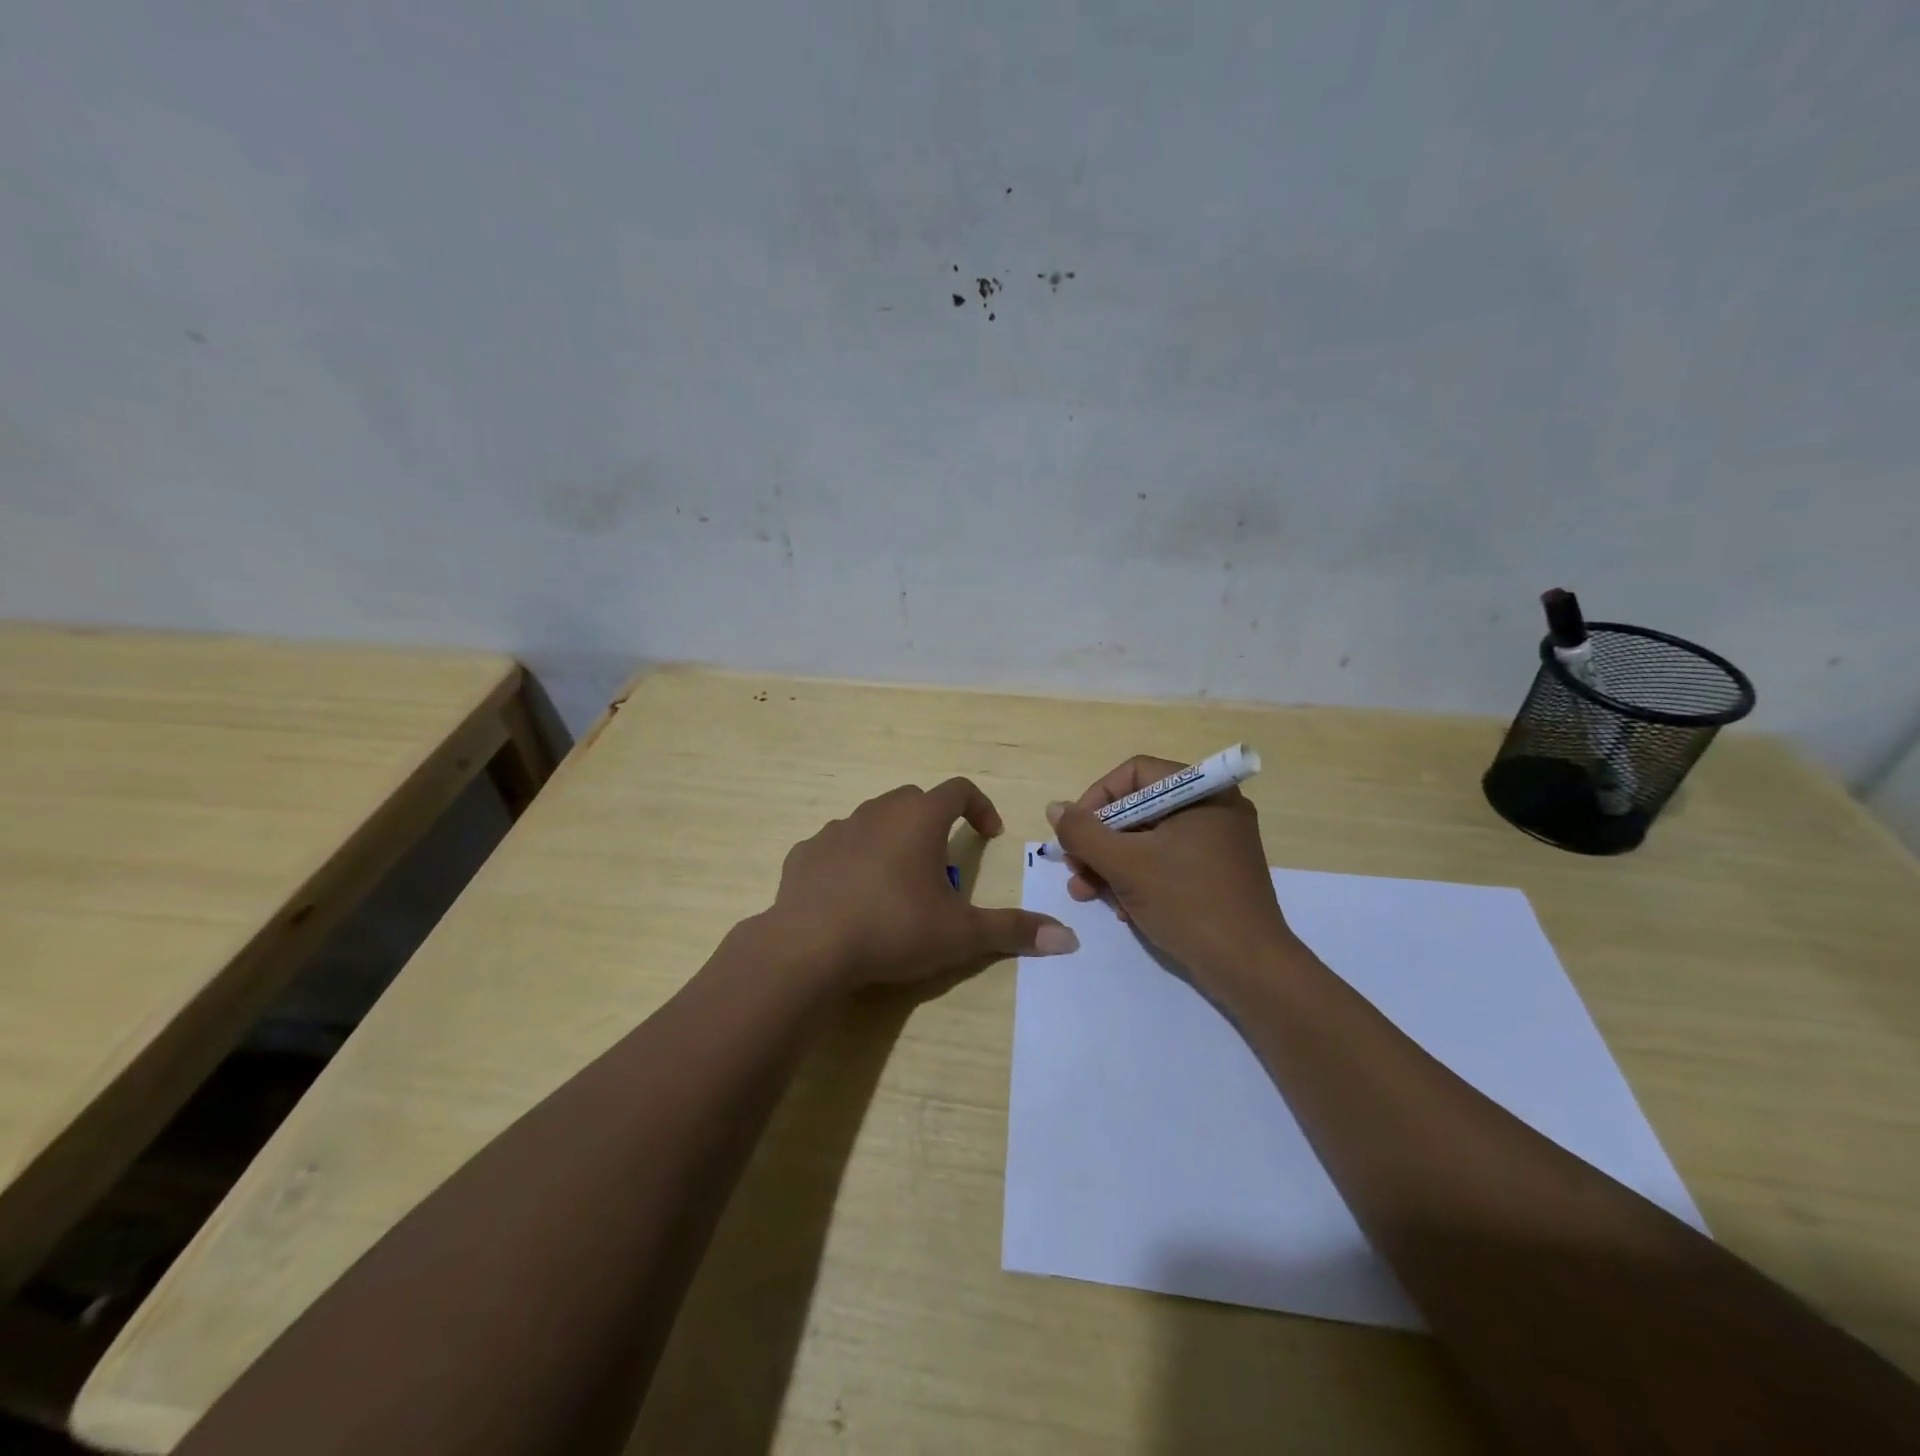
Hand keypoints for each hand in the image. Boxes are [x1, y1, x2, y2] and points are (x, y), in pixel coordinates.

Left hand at [766, 778, 1077, 990]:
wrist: (808, 947)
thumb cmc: (894, 928)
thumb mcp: (961, 934)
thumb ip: (1013, 930)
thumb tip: (1068, 939)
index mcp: (919, 818)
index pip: (959, 789)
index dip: (980, 807)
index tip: (989, 835)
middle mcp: (878, 811)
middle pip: (915, 801)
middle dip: (935, 824)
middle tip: (943, 866)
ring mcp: (836, 829)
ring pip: (873, 821)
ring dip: (892, 840)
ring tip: (897, 883)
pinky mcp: (805, 853)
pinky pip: (837, 847)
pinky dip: (852, 860)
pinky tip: (852, 896)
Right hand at [1048, 755, 1295, 990]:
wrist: (1250, 968)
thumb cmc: (1188, 903)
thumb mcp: (1126, 865)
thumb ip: (1084, 833)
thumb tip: (1055, 808)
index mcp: (1201, 792)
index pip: (1134, 774)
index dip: (1096, 799)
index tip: (1074, 833)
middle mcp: (1213, 808)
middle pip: (1139, 808)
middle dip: (1100, 841)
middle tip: (1076, 870)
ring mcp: (1218, 843)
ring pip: (1149, 839)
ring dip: (1112, 865)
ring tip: (1087, 894)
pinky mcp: (1217, 873)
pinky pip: (1167, 862)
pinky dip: (1139, 879)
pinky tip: (1123, 910)